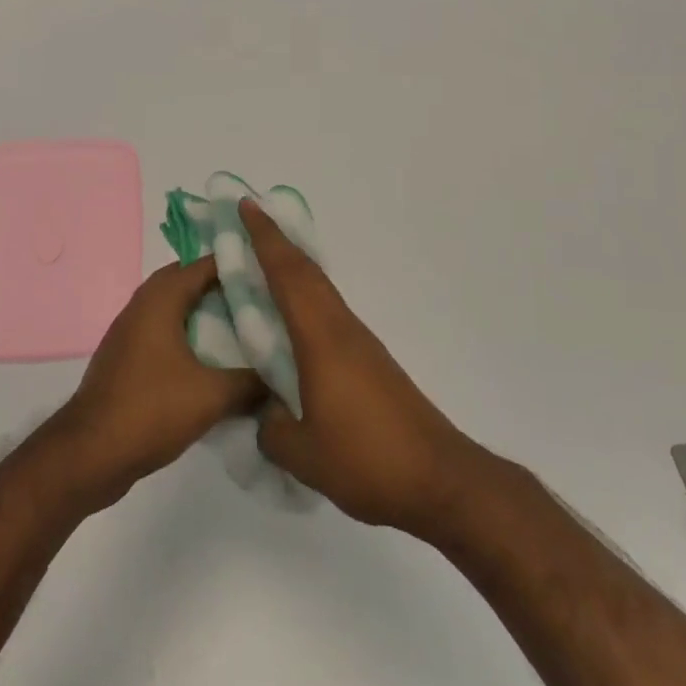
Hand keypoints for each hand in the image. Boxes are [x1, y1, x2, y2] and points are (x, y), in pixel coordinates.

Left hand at [60, 257, 262, 506]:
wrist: (89, 454)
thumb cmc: (150, 410)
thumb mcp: (212, 396)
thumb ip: (251, 382)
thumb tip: (282, 378)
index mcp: (160, 300)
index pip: (203, 264)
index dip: (237, 263)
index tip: (270, 270)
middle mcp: (142, 306)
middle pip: (186, 281)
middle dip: (220, 285)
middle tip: (258, 296)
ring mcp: (130, 332)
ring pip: (173, 308)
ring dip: (202, 311)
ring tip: (241, 324)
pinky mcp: (126, 358)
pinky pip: (163, 332)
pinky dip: (187, 335)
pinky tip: (211, 359)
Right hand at [241, 199, 480, 536]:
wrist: (439, 478)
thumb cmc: (367, 460)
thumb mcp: (303, 454)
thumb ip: (270, 427)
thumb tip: (265, 413)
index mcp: (321, 338)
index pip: (288, 275)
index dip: (265, 238)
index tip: (246, 206)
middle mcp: (341, 328)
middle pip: (306, 272)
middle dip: (277, 242)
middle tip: (248, 221)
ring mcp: (360, 343)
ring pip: (320, 290)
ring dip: (292, 269)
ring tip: (262, 265)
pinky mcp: (371, 362)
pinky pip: (329, 314)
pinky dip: (306, 299)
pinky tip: (294, 321)